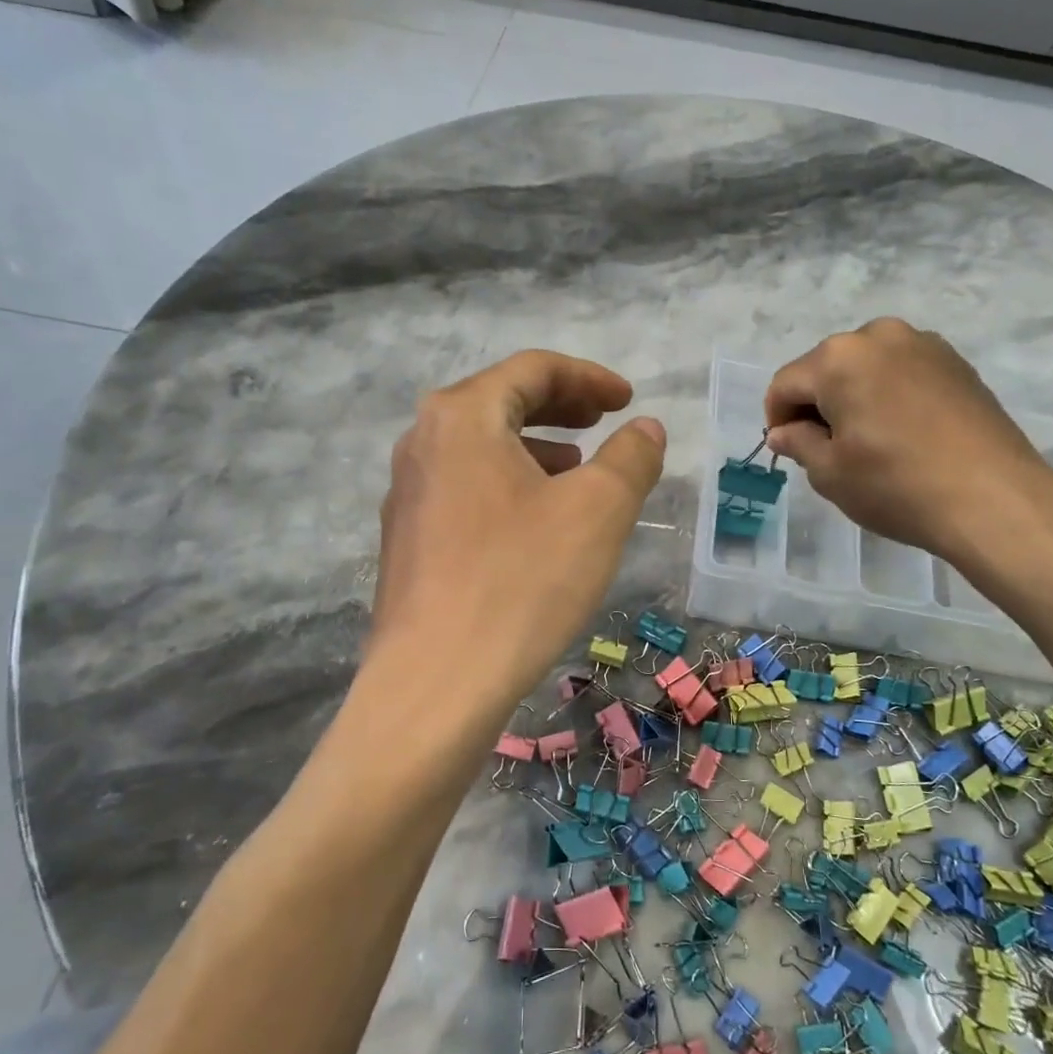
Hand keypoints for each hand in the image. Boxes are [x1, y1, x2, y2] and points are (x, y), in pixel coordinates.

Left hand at [372, 351, 665, 722]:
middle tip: (605, 421)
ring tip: (576, 471)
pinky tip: (535, 524)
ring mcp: (407, 494)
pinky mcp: (407, 541)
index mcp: (462, 416)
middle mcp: (422, 442)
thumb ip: (630, 457)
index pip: (532, 369)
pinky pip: (466, 489)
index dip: (589, 377)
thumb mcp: (598, 510)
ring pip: (481, 448)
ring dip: (534, 448)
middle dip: (560, 407)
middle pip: (500, 402)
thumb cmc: (522, 582)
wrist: (435, 683)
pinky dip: (509, 485)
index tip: (629, 399)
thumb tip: (645, 428)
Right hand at [764, 319, 1052, 567]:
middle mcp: (879, 336)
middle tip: (826, 448)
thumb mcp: (830, 473)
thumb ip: (798, 443)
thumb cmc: (896, 486)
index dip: (776, 418)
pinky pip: (901, 371)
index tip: (787, 450)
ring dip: (853, 396)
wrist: (994, 498)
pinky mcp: (956, 361)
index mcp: (838, 358)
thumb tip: (782, 431)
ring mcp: (923, 344)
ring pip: (865, 367)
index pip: (786, 384)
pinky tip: (901, 432)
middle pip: (826, 368)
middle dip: (816, 404)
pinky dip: (888, 394)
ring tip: (866, 440)